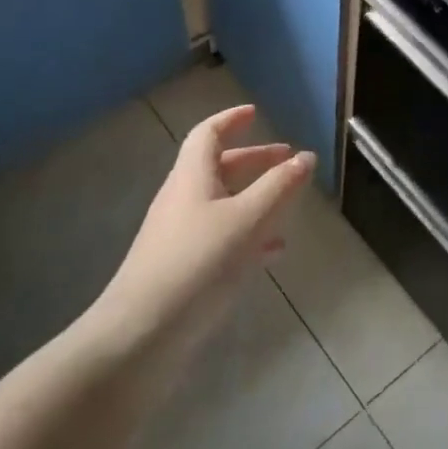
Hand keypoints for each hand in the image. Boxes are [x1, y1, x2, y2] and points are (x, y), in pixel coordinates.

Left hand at [98, 105, 312, 348]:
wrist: (141, 335)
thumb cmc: (197, 264)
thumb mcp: (247, 220)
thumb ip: (279, 187)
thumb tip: (306, 156)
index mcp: (192, 177)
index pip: (208, 134)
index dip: (231, 119)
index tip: (255, 113)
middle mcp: (181, 200)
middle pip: (217, 168)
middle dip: (253, 160)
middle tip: (286, 159)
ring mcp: (178, 236)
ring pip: (221, 204)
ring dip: (253, 197)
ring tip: (287, 204)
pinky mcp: (181, 268)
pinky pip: (219, 237)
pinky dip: (247, 234)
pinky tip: (271, 252)